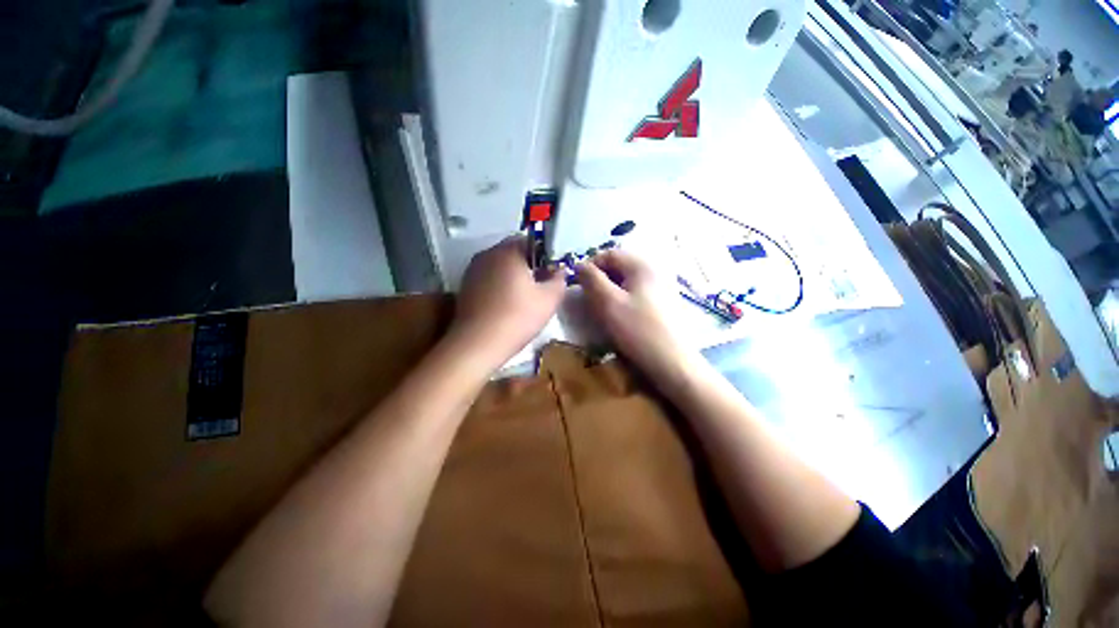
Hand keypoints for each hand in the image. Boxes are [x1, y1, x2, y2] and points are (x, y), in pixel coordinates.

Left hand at [450, 237, 566, 369]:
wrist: (477, 344)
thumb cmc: (517, 318)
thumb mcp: (549, 299)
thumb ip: (559, 280)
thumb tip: (559, 271)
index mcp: (508, 251)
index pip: (532, 241)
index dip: (546, 256)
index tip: (552, 274)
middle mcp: (488, 254)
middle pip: (515, 252)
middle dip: (530, 265)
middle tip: (541, 286)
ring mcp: (473, 269)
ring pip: (501, 265)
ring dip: (514, 275)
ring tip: (524, 297)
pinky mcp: (465, 286)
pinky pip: (489, 277)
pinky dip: (500, 284)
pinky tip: (506, 304)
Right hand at [576, 250, 695, 382]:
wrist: (671, 362)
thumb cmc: (637, 329)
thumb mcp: (608, 302)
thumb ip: (591, 279)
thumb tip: (579, 264)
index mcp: (641, 265)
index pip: (609, 253)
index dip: (590, 265)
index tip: (577, 284)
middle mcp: (653, 270)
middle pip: (619, 266)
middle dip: (600, 279)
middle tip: (588, 298)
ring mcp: (660, 286)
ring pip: (626, 281)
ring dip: (609, 290)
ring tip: (601, 308)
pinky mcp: (662, 302)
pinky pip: (635, 292)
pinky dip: (622, 299)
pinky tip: (619, 315)